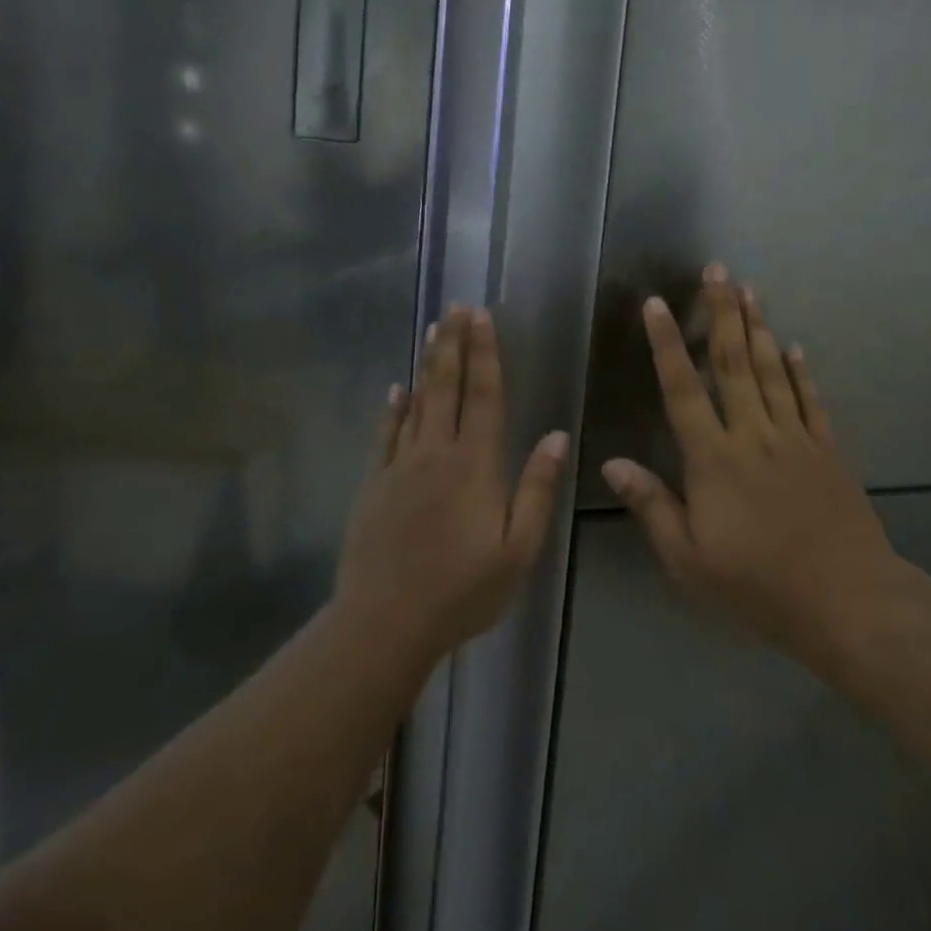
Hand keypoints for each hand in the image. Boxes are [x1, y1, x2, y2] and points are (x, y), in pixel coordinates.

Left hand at [335, 305, 567, 666]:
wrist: (384, 623)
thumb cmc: (462, 591)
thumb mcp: (518, 550)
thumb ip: (536, 489)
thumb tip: (555, 436)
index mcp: (476, 465)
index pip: (484, 396)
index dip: (485, 354)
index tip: (483, 317)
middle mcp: (436, 453)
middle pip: (447, 387)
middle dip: (454, 344)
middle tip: (457, 306)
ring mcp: (400, 466)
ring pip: (417, 403)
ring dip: (428, 365)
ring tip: (433, 330)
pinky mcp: (375, 484)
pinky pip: (386, 434)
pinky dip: (393, 408)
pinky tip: (396, 390)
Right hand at [600, 265, 901, 664]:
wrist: (846, 601)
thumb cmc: (758, 586)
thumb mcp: (689, 560)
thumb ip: (652, 507)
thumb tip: (612, 463)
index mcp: (714, 459)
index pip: (682, 389)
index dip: (667, 344)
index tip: (657, 304)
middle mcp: (754, 435)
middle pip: (733, 363)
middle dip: (722, 313)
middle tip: (718, 270)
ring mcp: (795, 439)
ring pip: (772, 371)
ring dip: (759, 328)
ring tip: (750, 290)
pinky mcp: (828, 452)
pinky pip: (810, 401)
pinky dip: (801, 371)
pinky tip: (795, 347)